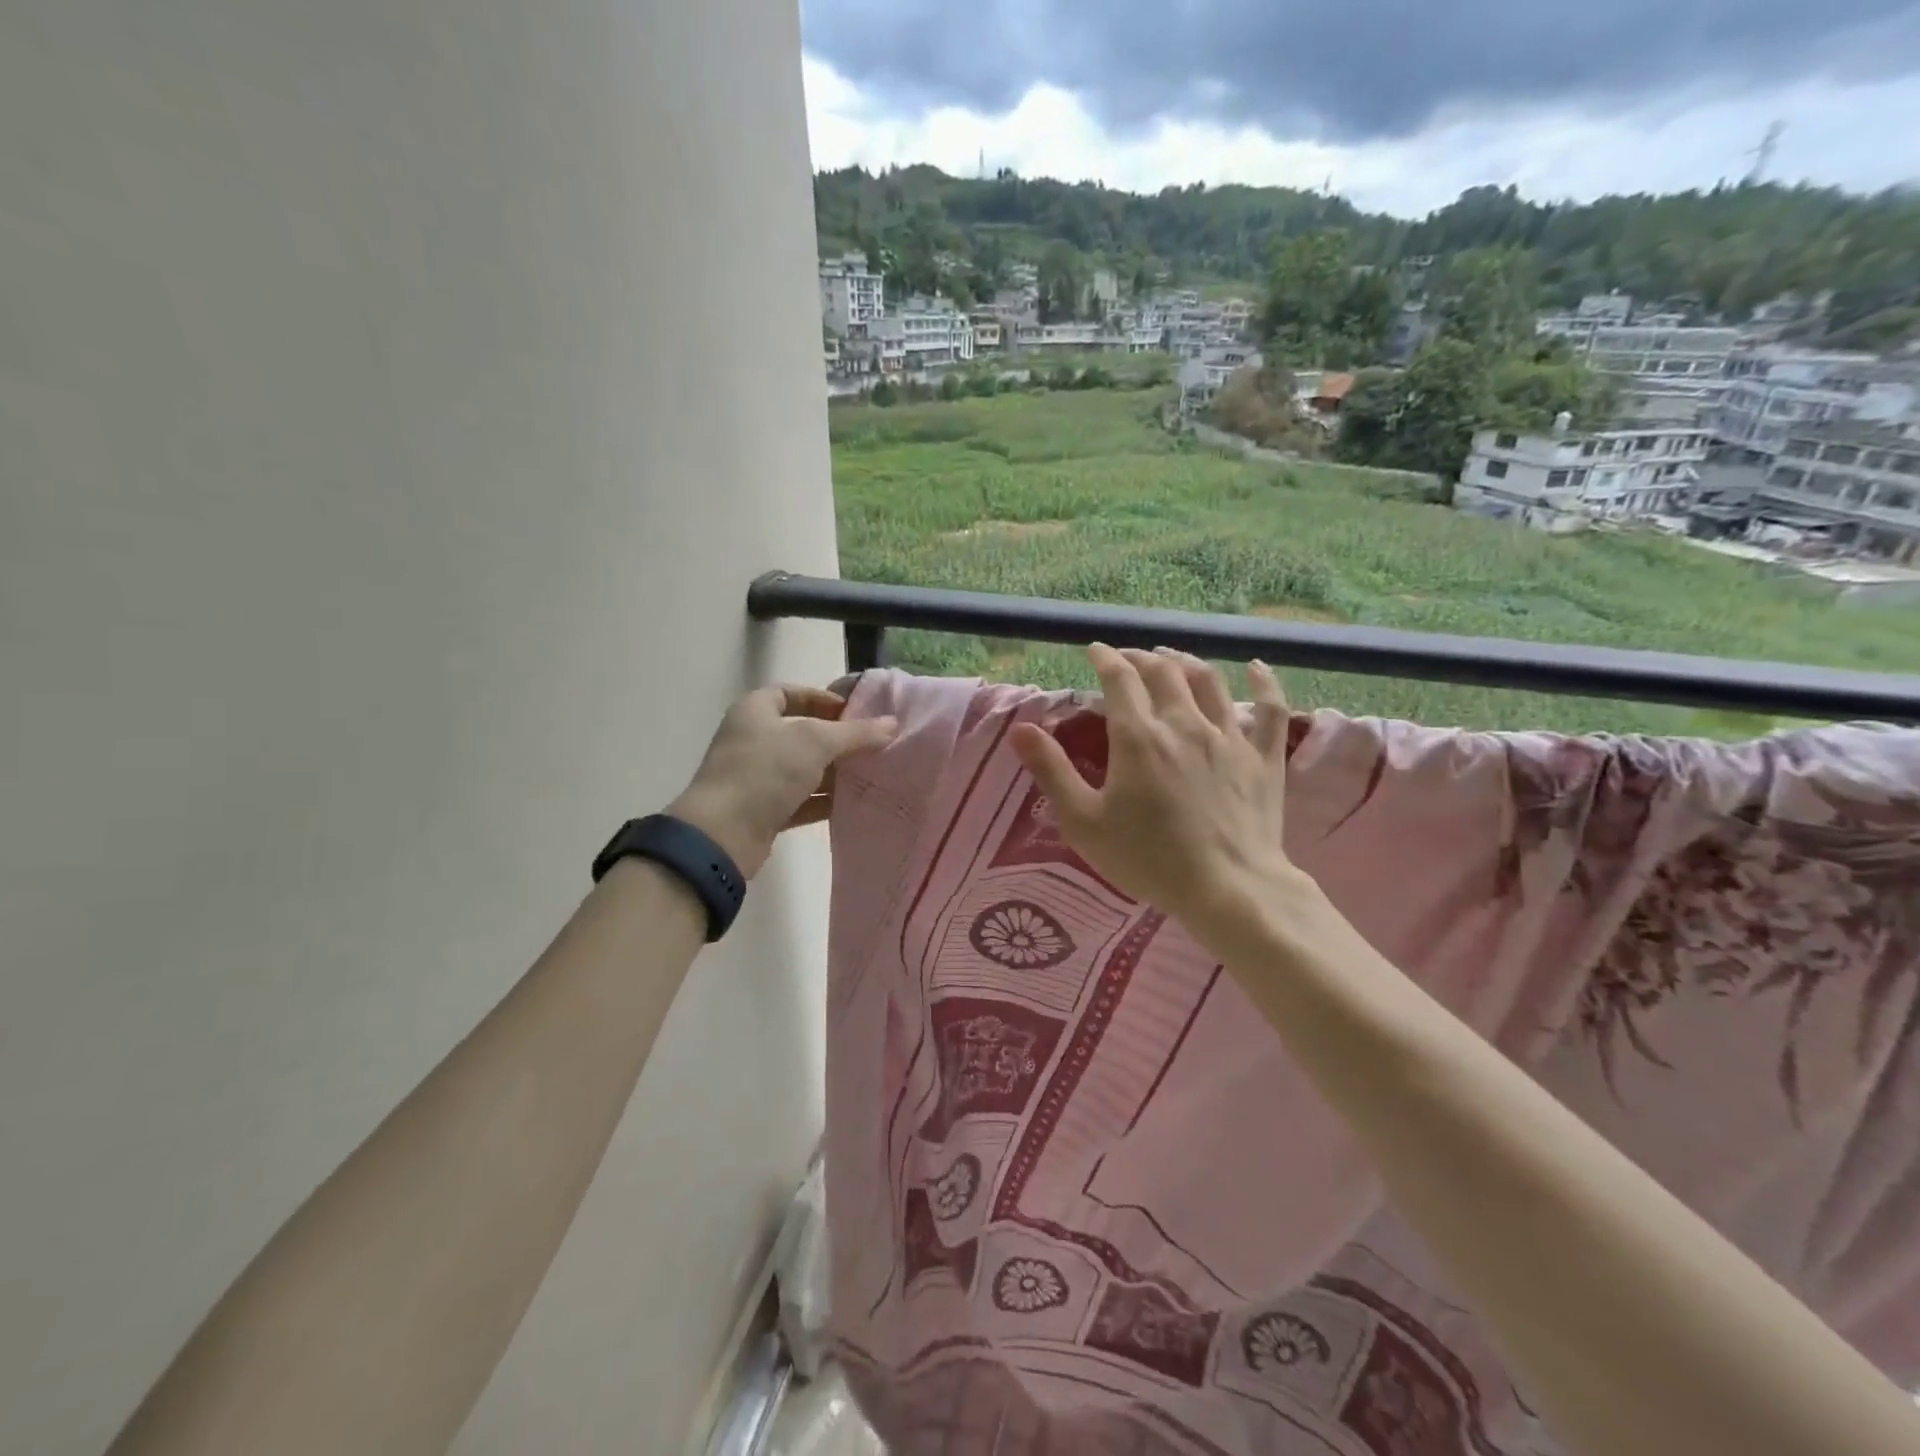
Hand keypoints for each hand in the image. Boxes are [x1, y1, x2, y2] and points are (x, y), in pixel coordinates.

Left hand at [668, 685, 896, 877]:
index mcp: (755, 711)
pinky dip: (823, 800)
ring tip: (871, 773)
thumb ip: (856, 733)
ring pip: (803, 769)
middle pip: (801, 732)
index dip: (821, 698)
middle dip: (837, 739)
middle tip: (872, 744)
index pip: (789, 693)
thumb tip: (892, 724)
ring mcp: (756, 777)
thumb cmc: (765, 771)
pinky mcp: (763, 811)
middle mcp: (752, 740)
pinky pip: (800, 800)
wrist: (723, 834)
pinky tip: (853, 804)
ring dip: (834, 772)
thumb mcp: (815, 742)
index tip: (853, 711)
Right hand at [1010, 645, 1306, 929]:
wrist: (1228, 889)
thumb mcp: (1084, 822)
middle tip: (1128, 658)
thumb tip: (1020, 729)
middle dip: (1141, 658)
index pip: (1119, 680)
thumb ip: (1052, 771)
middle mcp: (1184, 724)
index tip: (1095, 650)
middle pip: (1163, 672)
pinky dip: (1263, 684)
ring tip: (1172, 657)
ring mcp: (1229, 738)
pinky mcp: (1263, 758)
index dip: (1105, 659)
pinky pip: (1270, 710)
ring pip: (1209, 682)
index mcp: (1139, 737)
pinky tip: (1255, 668)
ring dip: (1186, 662)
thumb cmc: (1148, 859)